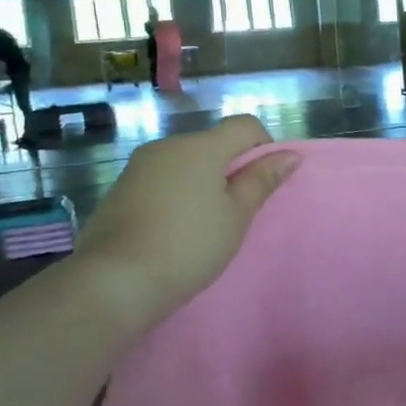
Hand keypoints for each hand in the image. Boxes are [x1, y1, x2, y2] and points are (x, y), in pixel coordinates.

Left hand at [72, 115, 297, 327]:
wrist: (115, 280)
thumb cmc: (190, 245)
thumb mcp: (236, 216)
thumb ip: (262, 180)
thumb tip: (290, 155)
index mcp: (201, 147)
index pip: (245, 125)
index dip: (264, 147)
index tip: (262, 184)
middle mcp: (168, 146)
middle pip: (213, 143)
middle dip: (231, 169)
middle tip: (236, 211)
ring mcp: (139, 166)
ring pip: (186, 163)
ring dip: (203, 183)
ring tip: (204, 225)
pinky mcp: (120, 188)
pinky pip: (162, 179)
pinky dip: (176, 194)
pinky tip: (174, 229)